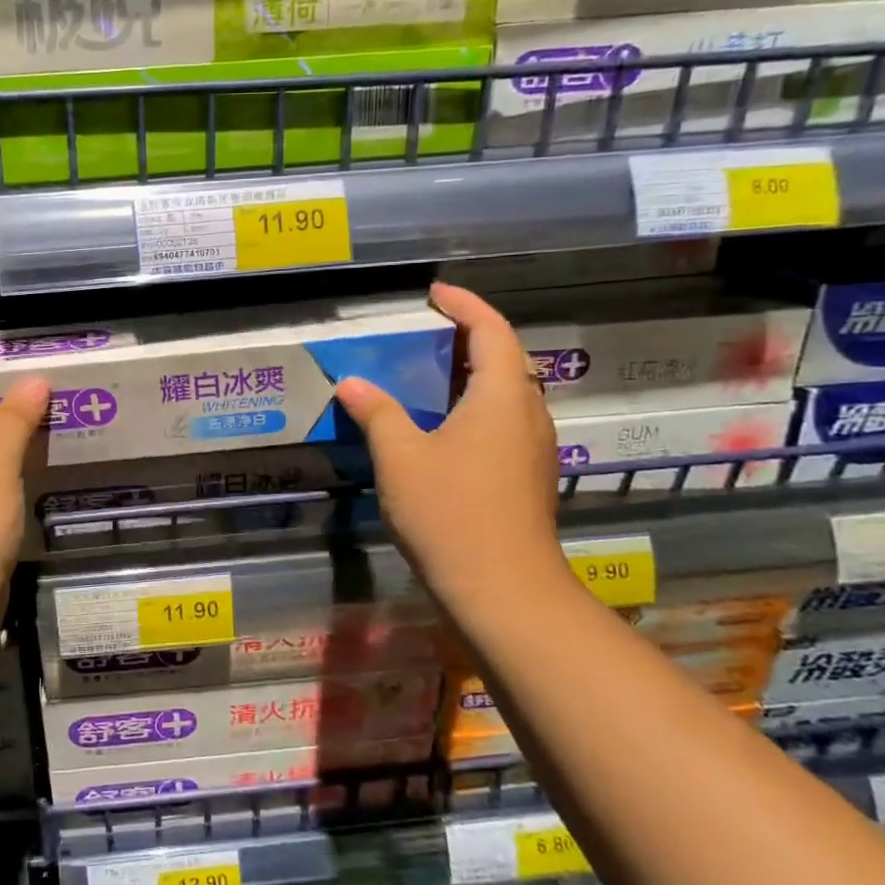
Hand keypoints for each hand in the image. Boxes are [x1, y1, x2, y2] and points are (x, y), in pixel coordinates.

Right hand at [334, 284, 567, 613]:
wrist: (503, 591)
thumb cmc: (450, 513)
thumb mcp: (400, 457)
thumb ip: (376, 413)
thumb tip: (351, 383)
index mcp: (501, 397)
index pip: (491, 330)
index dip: (465, 305)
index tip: (435, 293)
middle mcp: (527, 414)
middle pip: (506, 359)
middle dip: (470, 337)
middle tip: (428, 333)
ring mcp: (534, 449)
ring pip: (507, 394)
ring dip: (473, 375)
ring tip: (431, 376)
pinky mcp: (529, 478)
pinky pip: (504, 423)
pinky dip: (475, 408)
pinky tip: (444, 429)